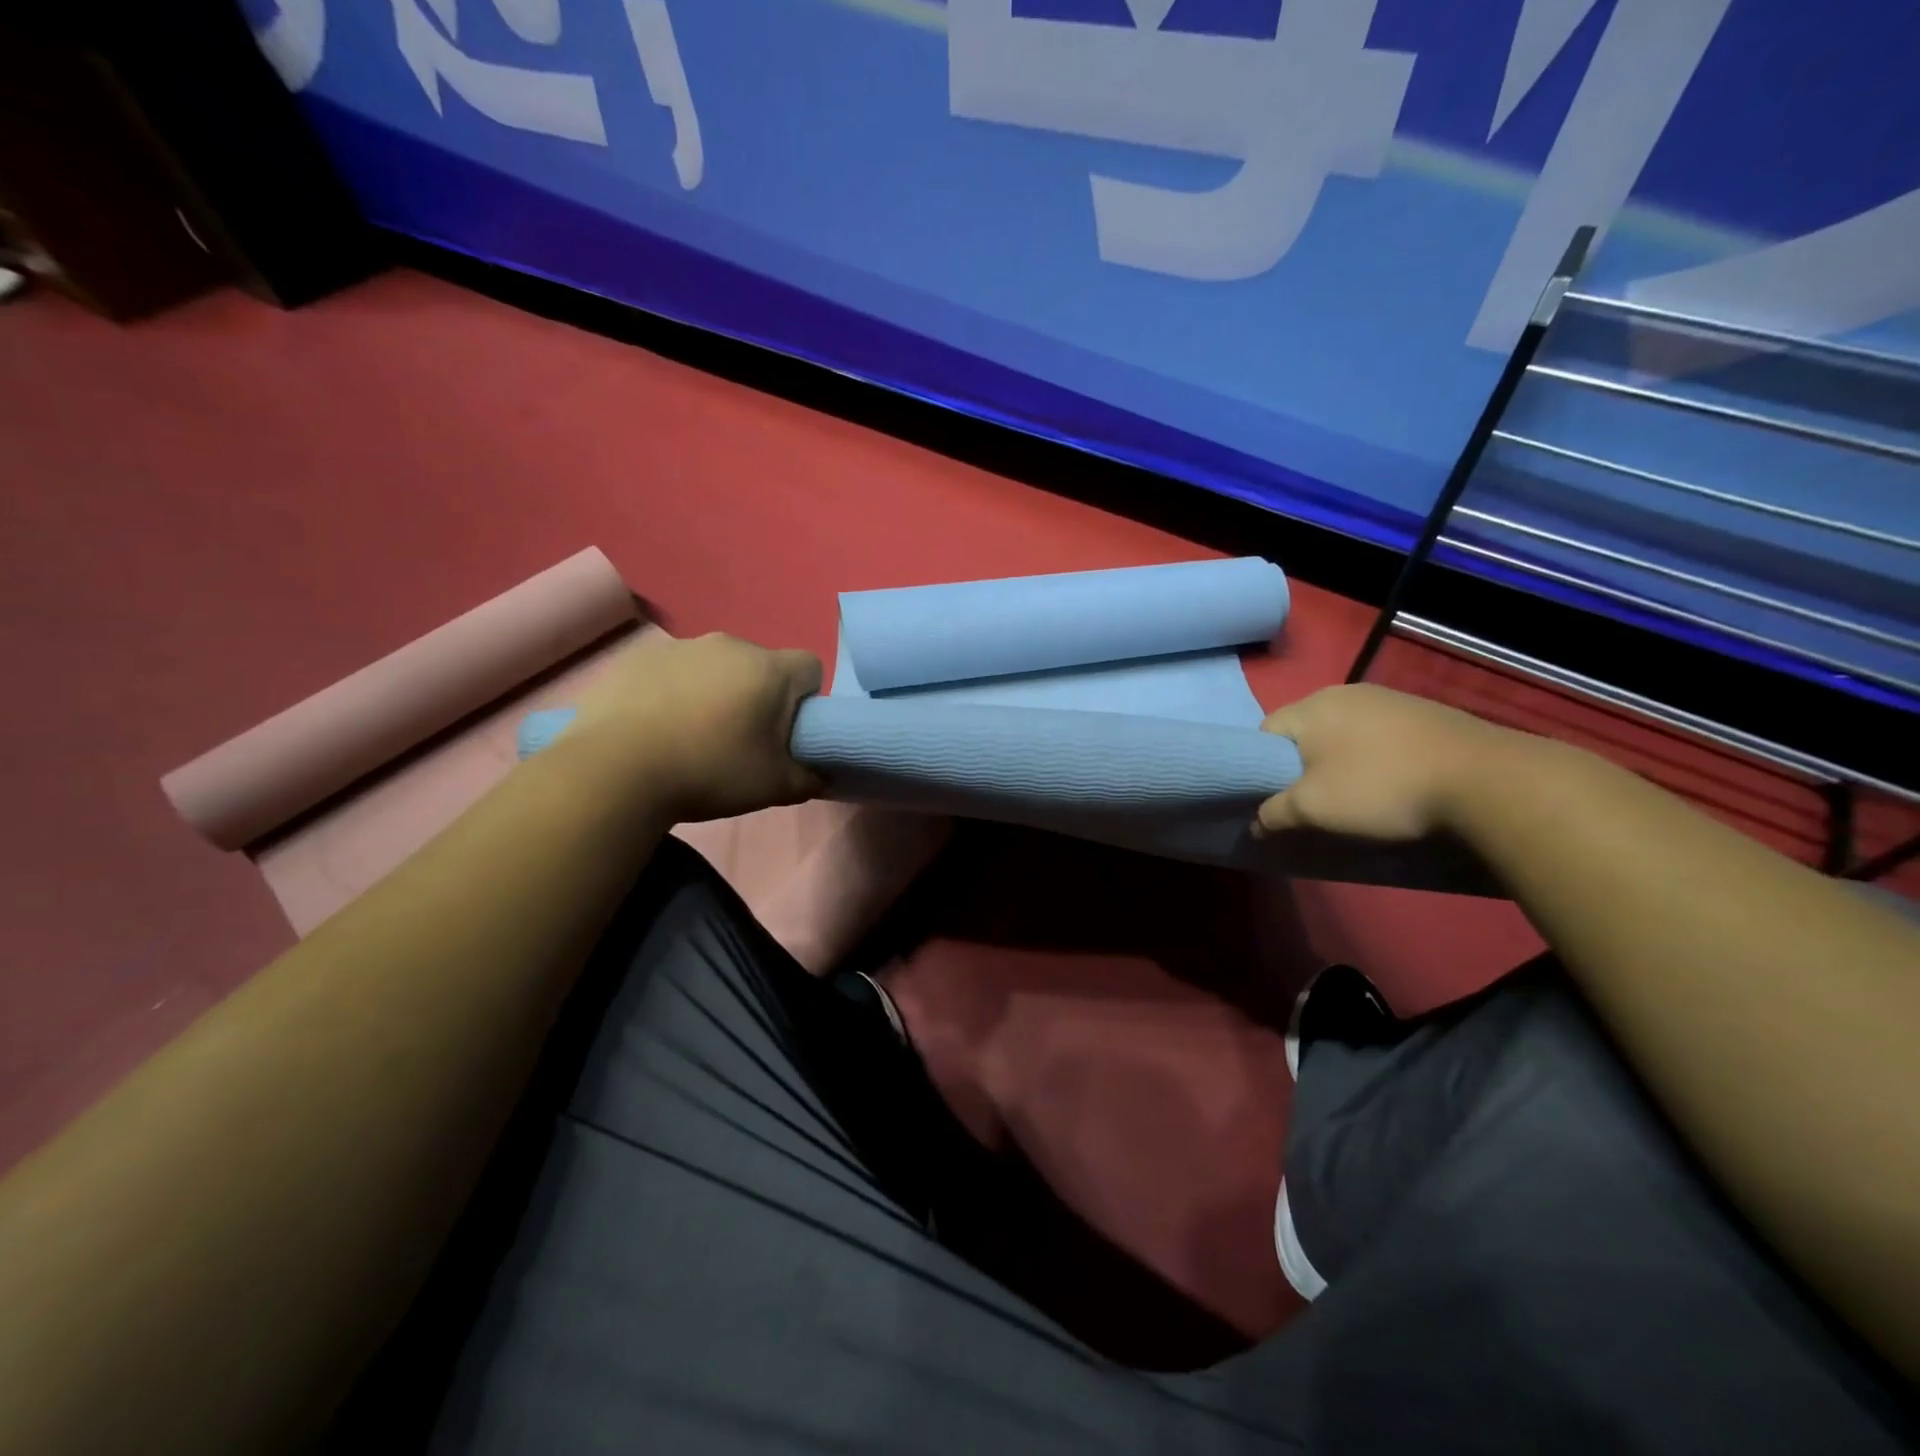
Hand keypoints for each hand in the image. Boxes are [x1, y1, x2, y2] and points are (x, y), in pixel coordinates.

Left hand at [564, 631, 823, 823]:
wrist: (614, 770)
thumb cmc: (709, 772)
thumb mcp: (774, 787)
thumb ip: (810, 778)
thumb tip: (822, 774)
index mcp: (768, 668)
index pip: (810, 667)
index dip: (807, 699)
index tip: (788, 731)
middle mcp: (728, 644)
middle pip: (761, 665)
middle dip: (759, 695)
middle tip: (741, 739)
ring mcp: (679, 647)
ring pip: (715, 666)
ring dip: (715, 691)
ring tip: (692, 735)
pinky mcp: (637, 657)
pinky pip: (673, 671)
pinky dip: (674, 692)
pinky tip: (657, 728)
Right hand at [1254, 684, 1506, 841]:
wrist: (1484, 779)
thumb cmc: (1379, 788)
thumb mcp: (1314, 809)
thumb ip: (1274, 813)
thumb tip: (1256, 823)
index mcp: (1311, 706)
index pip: (1265, 734)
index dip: (1261, 768)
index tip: (1275, 798)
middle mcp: (1345, 692)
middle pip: (1304, 733)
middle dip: (1301, 766)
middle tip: (1312, 802)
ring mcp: (1388, 699)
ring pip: (1343, 734)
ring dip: (1340, 762)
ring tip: (1354, 796)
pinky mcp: (1423, 712)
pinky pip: (1378, 736)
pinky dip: (1374, 758)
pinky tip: (1391, 783)